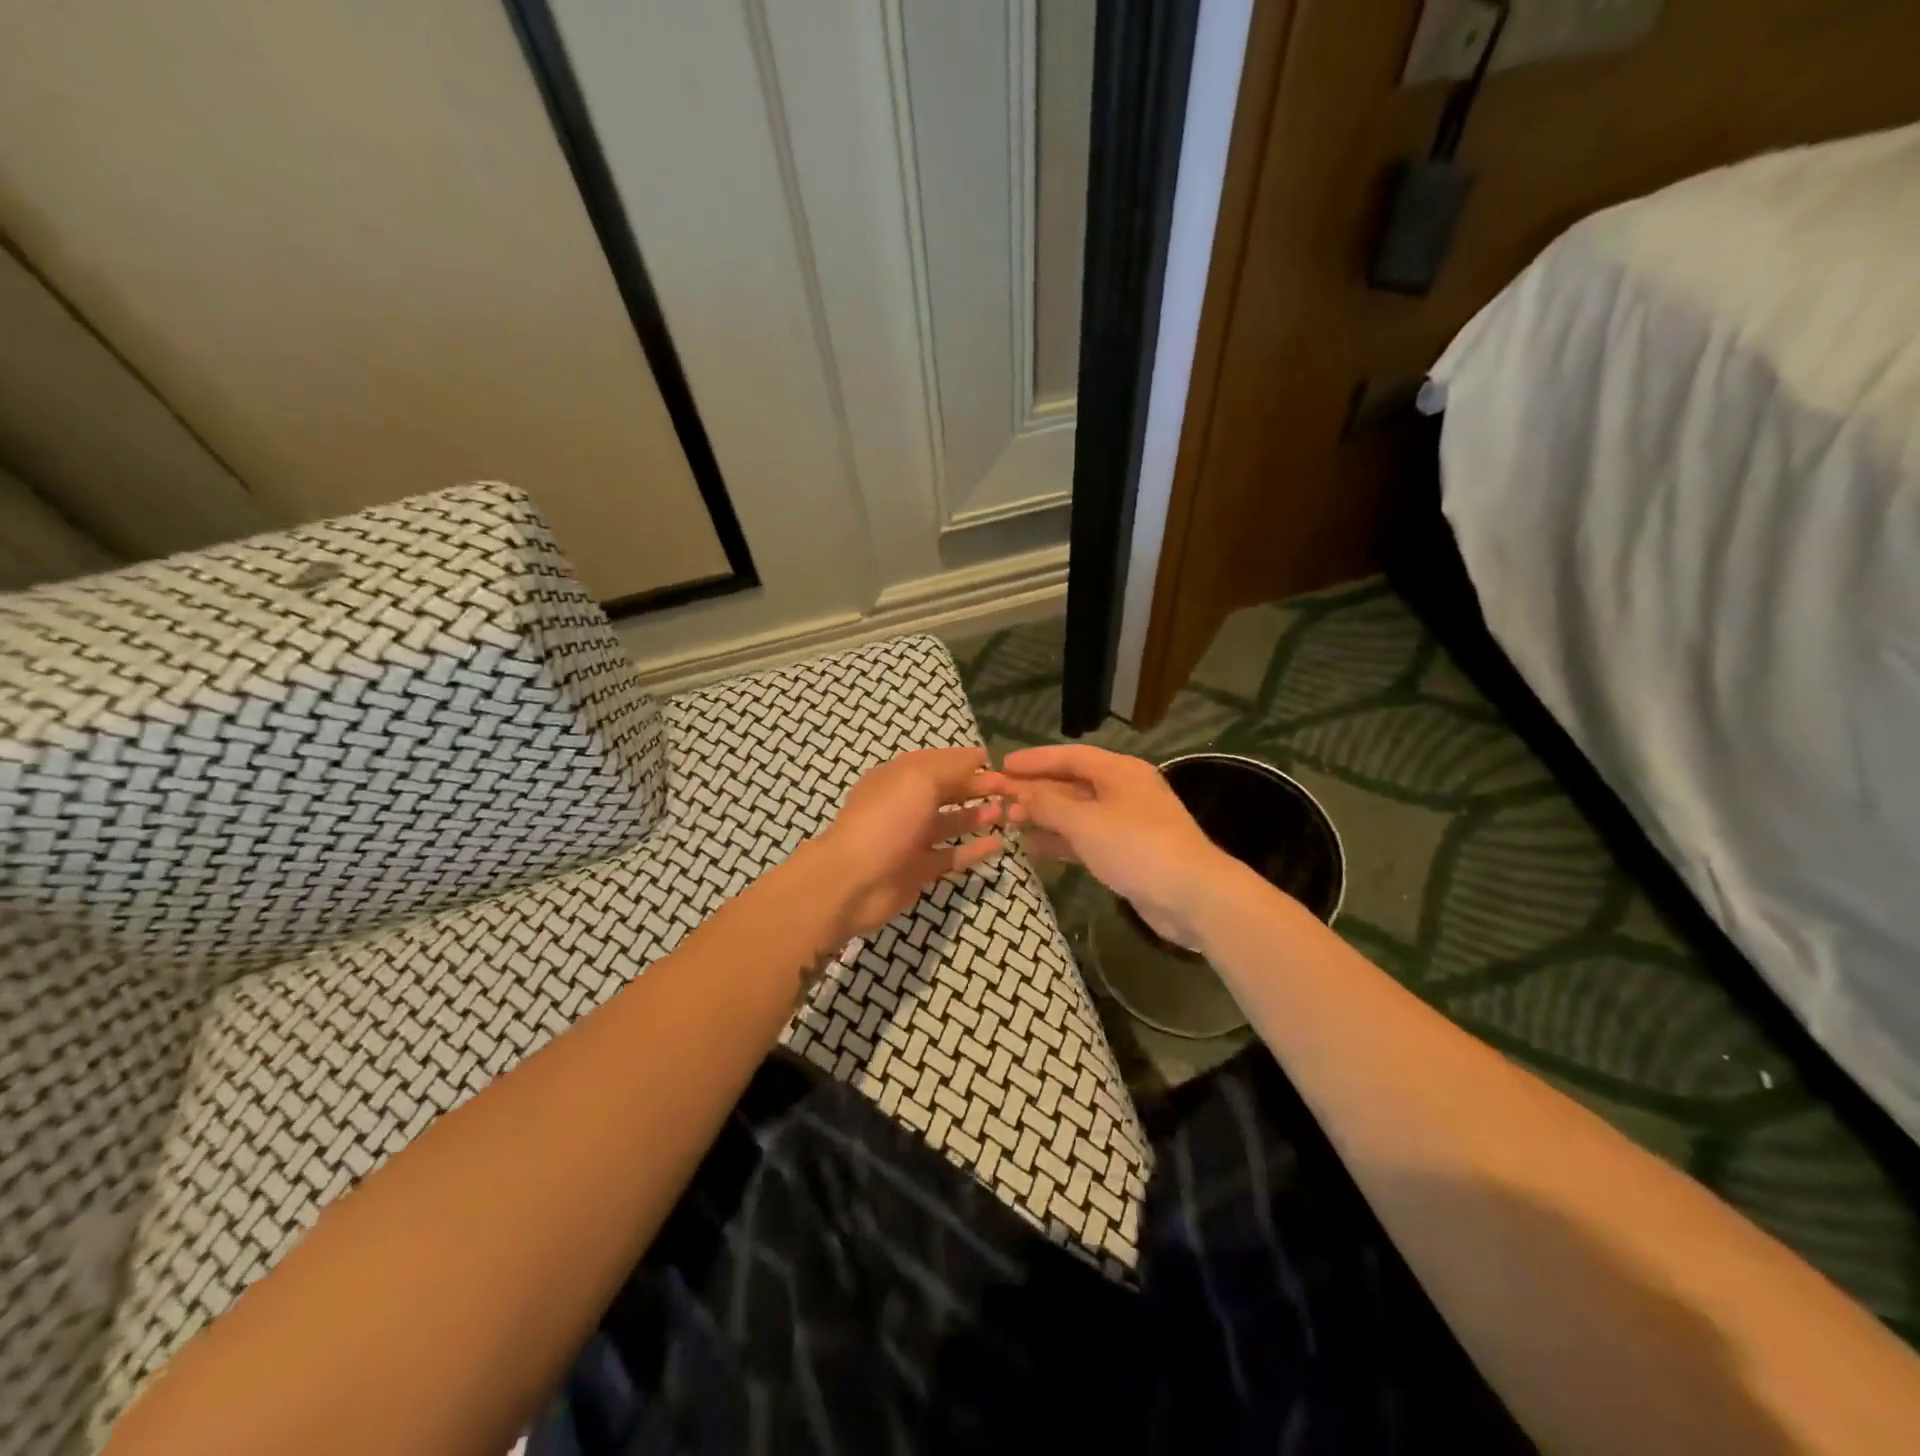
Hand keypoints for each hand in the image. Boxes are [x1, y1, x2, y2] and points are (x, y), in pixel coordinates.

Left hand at [809, 746, 1005, 938]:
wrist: (854, 880)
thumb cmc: (886, 819)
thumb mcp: (919, 779)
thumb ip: (951, 767)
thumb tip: (978, 757)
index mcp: (899, 777)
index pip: (939, 762)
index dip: (967, 761)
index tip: (1000, 763)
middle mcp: (906, 804)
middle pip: (947, 791)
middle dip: (977, 787)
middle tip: (1011, 790)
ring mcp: (912, 838)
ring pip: (951, 823)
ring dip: (978, 815)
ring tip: (1008, 813)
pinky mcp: (920, 869)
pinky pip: (952, 855)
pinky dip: (974, 849)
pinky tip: (999, 844)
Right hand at [979, 745, 1234, 948]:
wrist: (1193, 896)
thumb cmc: (1137, 847)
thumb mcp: (1085, 822)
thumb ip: (1048, 805)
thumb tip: (1020, 792)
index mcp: (1119, 771)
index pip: (1070, 756)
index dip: (1034, 760)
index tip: (1002, 766)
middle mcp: (1123, 791)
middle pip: (1071, 783)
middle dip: (1035, 790)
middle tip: (997, 797)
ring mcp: (1126, 823)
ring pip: (1076, 813)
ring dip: (1044, 816)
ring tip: (1008, 821)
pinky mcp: (1126, 853)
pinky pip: (1085, 839)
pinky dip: (1060, 841)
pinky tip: (1033, 847)